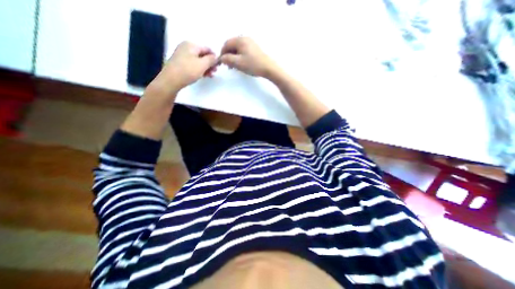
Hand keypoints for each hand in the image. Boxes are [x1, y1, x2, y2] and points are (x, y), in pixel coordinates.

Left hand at [152, 41, 217, 94]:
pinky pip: (193, 65)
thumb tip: (216, 57)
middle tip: (215, 71)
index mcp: (191, 45)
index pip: (207, 49)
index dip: (214, 57)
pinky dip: (200, 69)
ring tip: (211, 75)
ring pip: (198, 61)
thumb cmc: (188, 70)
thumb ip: (211, 60)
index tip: (219, 65)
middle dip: (210, 63)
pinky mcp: (180, 64)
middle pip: (202, 55)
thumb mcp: (202, 64)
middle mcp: (186, 47)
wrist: (171, 80)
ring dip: (206, 67)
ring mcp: (182, 55)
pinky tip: (204, 75)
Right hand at [220, 36, 277, 77]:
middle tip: (228, 66)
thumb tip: (221, 58)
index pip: (226, 44)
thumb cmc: (253, 65)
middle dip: (228, 55)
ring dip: (234, 56)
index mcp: (240, 40)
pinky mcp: (254, 48)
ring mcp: (250, 43)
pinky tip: (241, 63)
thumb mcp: (238, 63)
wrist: (268, 68)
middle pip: (232, 45)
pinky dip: (239, 56)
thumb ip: (227, 59)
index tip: (221, 63)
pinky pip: (243, 50)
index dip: (222, 53)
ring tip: (234, 66)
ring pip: (237, 48)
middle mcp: (245, 38)